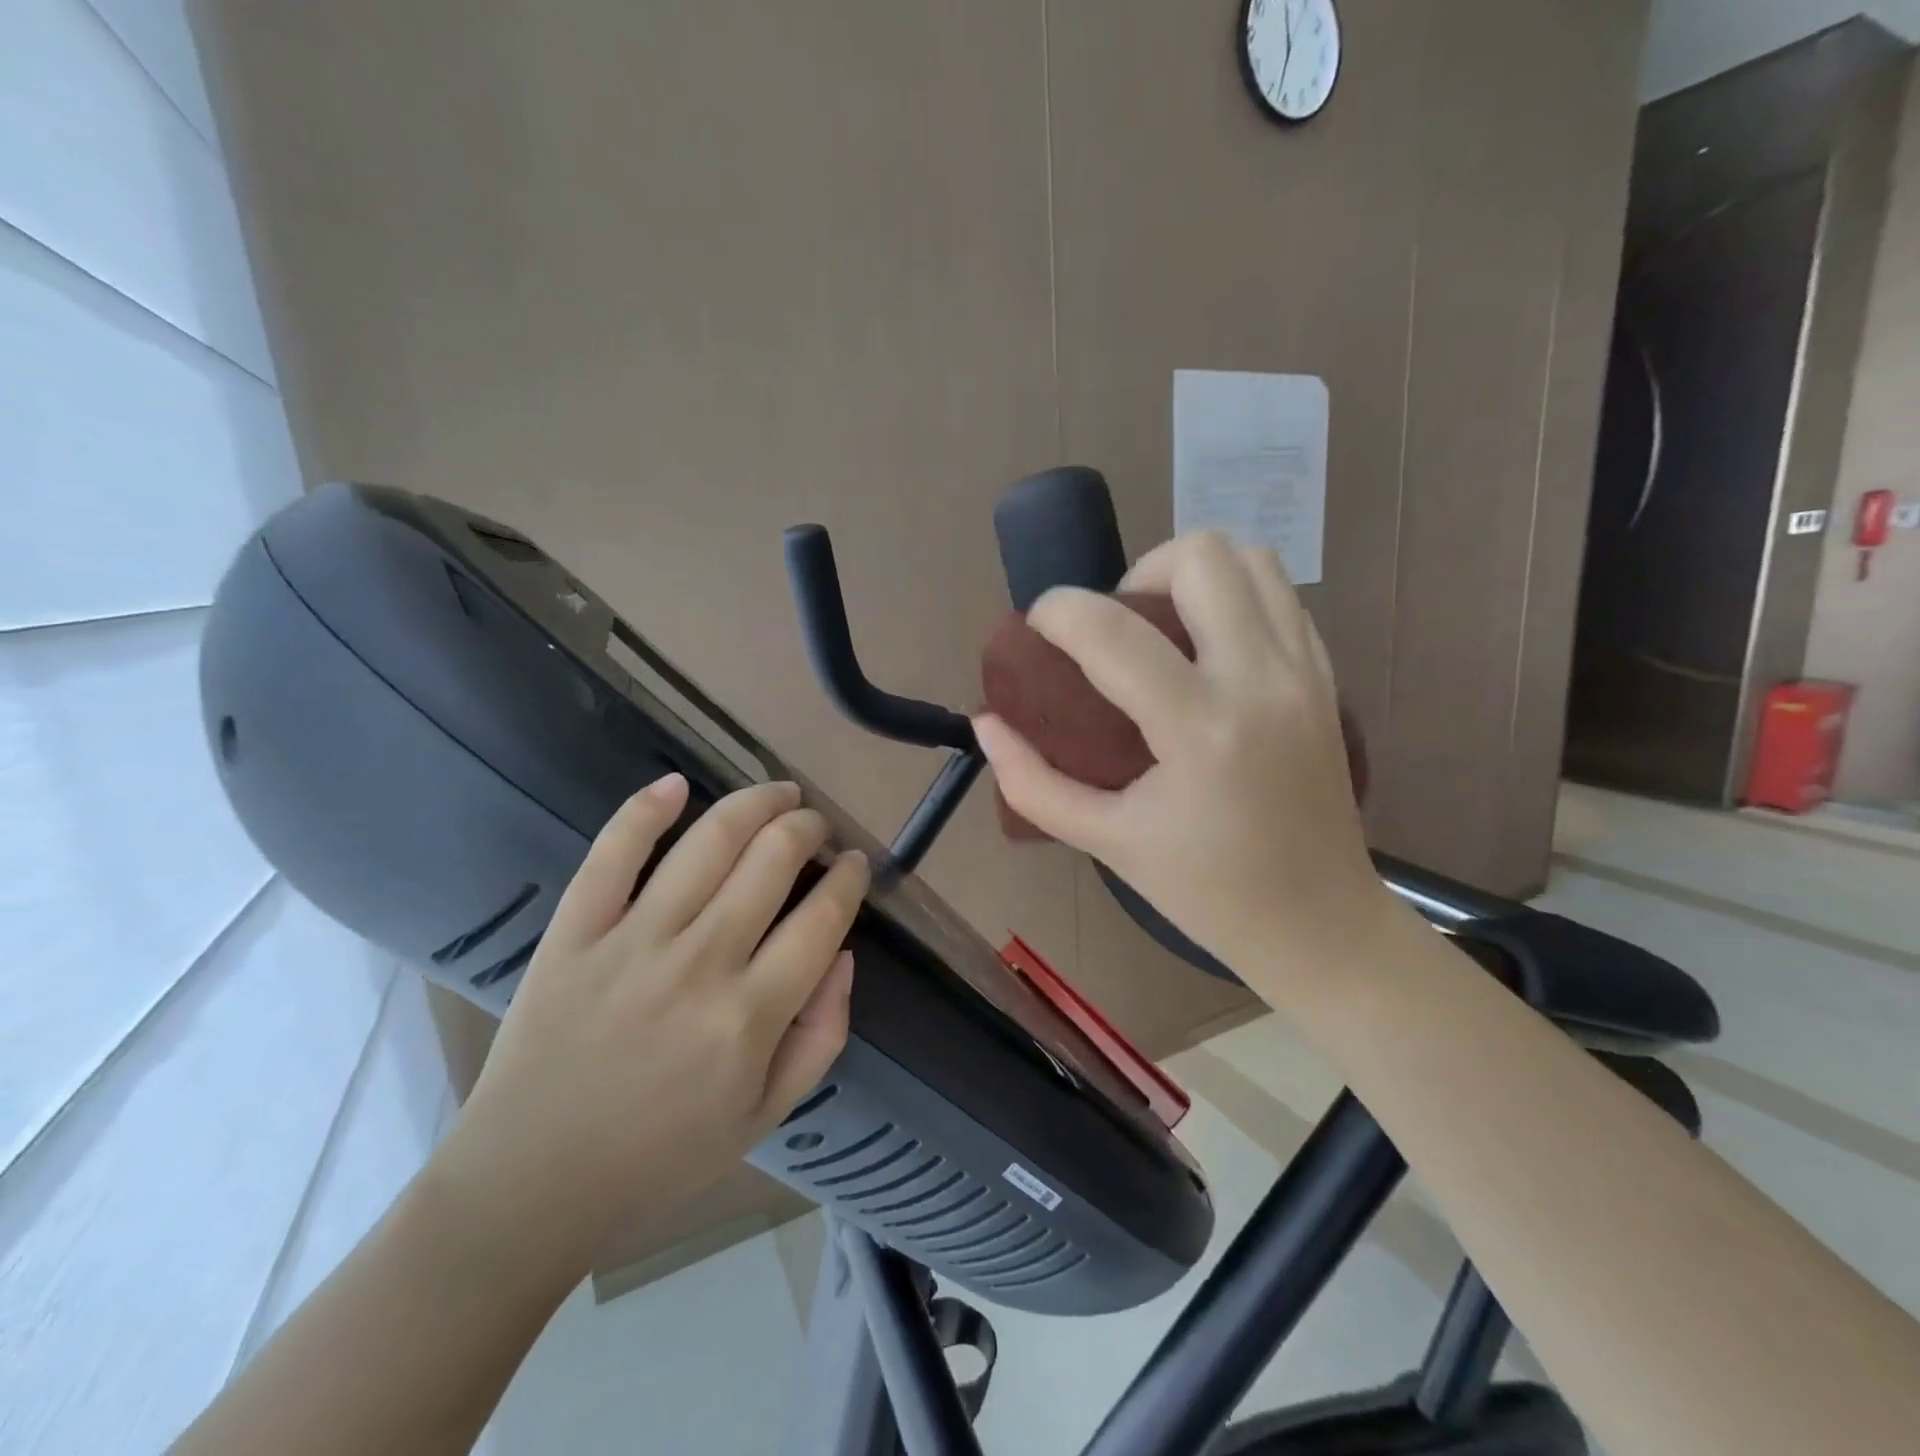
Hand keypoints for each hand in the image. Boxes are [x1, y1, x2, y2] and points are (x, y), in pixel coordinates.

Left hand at [433, 776, 868, 1268]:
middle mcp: (700, 964)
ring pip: (709, 842)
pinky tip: (676, 785)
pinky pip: (612, 854)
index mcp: (751, 1016)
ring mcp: (632, 941)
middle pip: (772, 860)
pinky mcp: (574, 933)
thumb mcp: (767, 1114)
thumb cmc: (663, 1155)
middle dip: (808, 828)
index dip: (848, 879)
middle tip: (816, 826)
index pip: (823, 918)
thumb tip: (844, 953)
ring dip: (755, 803)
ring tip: (778, 794)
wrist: (531, 1184)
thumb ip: (823, 1035)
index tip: (853, 864)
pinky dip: (645, 810)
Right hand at [974, 531, 1391, 989]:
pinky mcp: (1326, 676)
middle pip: (1197, 556)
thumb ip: (1032, 781)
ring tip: (1160, 629)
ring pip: (1250, 557)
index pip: (1110, 630)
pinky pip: (1278, 594)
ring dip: (1189, 575)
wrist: (1320, 923)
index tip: (1038, 631)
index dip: (1056, 611)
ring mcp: (1304, 671)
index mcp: (1200, 731)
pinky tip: (1204, 648)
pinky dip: (1232, 596)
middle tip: (1112, 631)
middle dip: (1134, 574)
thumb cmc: (1206, 892)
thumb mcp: (1106, 842)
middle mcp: (1261, 681)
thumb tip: (986, 723)